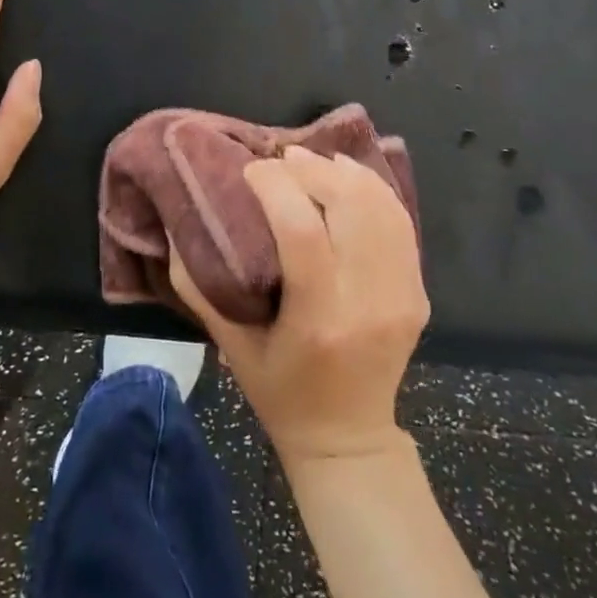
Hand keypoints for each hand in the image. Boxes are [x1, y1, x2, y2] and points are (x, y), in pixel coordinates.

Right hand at [171, 147, 427, 466]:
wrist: (348, 438)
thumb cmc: (279, 392)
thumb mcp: (228, 344)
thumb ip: (199, 285)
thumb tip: (178, 226)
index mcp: (318, 319)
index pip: (302, 229)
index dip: (276, 187)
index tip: (251, 170)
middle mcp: (367, 302)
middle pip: (349, 206)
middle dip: (312, 170)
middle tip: (281, 159)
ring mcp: (401, 295)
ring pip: (381, 207)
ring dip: (344, 173)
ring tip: (310, 161)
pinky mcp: (418, 292)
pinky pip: (400, 224)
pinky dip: (373, 191)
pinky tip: (347, 176)